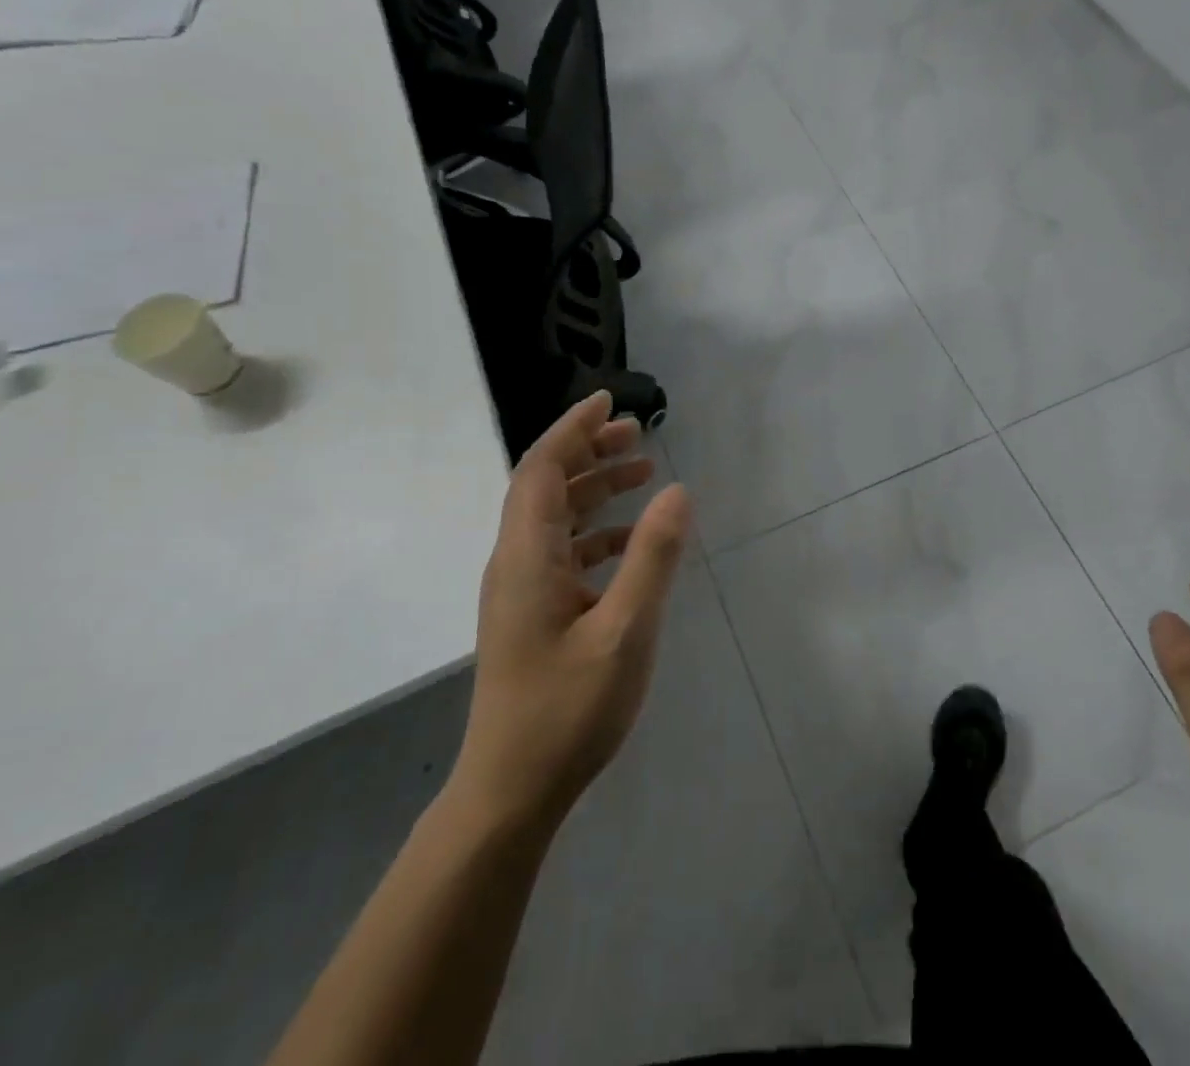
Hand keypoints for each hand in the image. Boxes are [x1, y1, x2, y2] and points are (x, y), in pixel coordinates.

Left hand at [451, 392, 692, 834]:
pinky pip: (563, 551)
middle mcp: (516, 562)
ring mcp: (521, 590)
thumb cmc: (567, 710)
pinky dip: (597, 531)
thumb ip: (652, 557)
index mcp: (527, 556)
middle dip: (589, 450)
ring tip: (642, 471)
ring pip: (555, 517)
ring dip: (594, 488)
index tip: (609, 399)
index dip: (574, 428)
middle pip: (546, 485)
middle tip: (636, 432)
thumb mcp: (625, 630)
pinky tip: (631, 541)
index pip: (543, 469)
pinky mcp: (532, 614)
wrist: (511, 791)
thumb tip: (678, 491)